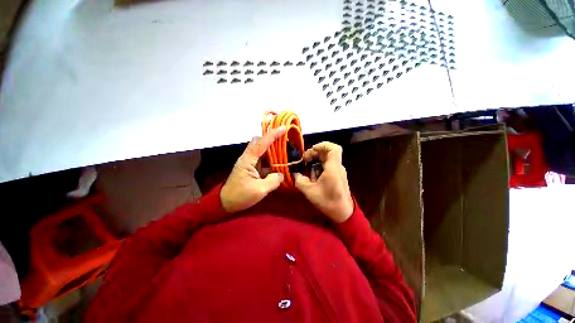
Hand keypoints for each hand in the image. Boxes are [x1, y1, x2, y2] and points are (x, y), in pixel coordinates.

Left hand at [220, 127, 286, 212]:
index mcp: (248, 160)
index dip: (272, 135)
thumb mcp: (259, 190)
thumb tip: (282, 174)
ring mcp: (250, 162)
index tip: (283, 128)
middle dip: (271, 139)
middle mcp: (248, 157)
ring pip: (262, 150)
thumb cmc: (240, 196)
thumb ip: (273, 181)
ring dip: (272, 149)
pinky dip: (271, 159)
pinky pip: (263, 159)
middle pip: (259, 142)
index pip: (261, 143)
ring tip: (285, 150)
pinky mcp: (252, 168)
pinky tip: (279, 163)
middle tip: (285, 140)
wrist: (226, 202)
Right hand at [293, 142, 353, 222]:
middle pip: (328, 152)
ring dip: (316, 159)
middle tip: (305, 160)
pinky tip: (312, 174)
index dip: (322, 145)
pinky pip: (328, 165)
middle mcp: (337, 167)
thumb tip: (294, 173)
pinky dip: (319, 165)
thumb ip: (299, 181)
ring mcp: (338, 171)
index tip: (311, 150)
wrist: (343, 213)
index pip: (334, 148)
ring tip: (307, 166)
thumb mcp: (310, 192)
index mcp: (333, 168)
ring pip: (328, 158)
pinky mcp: (338, 175)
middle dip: (315, 152)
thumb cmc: (328, 202)